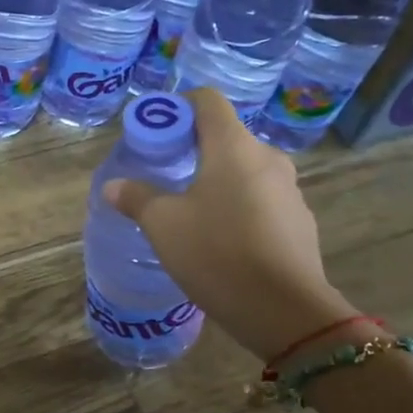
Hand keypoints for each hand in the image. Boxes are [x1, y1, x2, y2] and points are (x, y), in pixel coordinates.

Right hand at [102, 88, 353, 358]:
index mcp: (234, 147)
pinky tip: (221, 240)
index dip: (178, 106)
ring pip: (244, 171)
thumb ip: (137, 198)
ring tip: (190, 212)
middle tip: (165, 175)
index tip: (157, 131)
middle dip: (193, 149)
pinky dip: (238, 207)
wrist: (284, 311)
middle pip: (226, 137)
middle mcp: (267, 159)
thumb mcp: (163, 225)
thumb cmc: (217, 253)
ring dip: (217, 180)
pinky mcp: (298, 222)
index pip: (207, 101)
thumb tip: (114, 186)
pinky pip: (261, 200)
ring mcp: (289, 191)